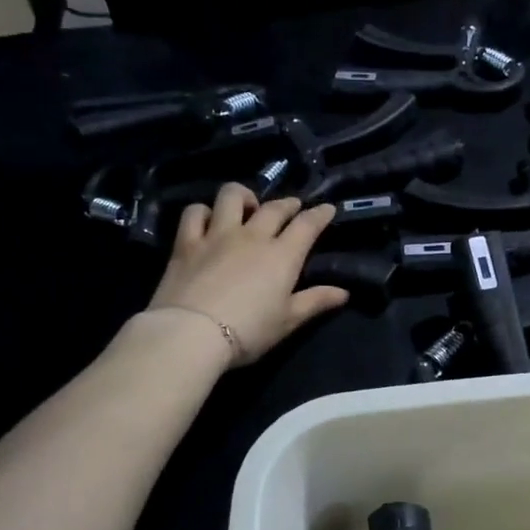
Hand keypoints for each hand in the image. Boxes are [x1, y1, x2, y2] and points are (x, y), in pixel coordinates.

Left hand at [147, 182, 348, 363]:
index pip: (307, 225)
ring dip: (244, 196)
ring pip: (231, 197)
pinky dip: (203, 212)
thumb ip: (315, 301)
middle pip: (274, 208)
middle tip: (292, 206)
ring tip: (247, 206)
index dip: (320, 214)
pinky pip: (194, 213)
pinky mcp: (186, 243)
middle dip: (287, 204)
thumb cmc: (248, 331)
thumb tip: (343, 292)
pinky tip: (207, 220)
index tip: (327, 208)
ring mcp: (217, 235)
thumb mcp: (287, 321)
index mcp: (282, 255)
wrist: (192, 333)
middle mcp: (252, 236)